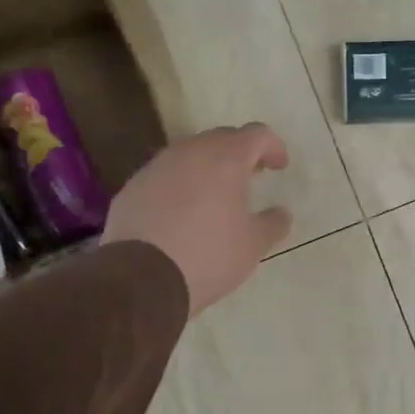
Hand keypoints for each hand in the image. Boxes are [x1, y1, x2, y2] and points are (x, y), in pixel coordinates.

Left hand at [103, 123, 291, 315]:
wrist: (140, 279)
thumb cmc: (208, 255)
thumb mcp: (253, 246)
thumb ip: (273, 223)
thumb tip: (282, 213)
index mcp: (225, 158)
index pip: (257, 134)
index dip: (273, 146)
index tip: (280, 167)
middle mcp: (190, 152)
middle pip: (221, 138)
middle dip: (240, 153)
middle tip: (251, 176)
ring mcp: (156, 167)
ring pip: (189, 155)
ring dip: (207, 168)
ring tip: (216, 196)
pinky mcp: (132, 187)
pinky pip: (164, 176)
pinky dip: (180, 185)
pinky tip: (181, 214)